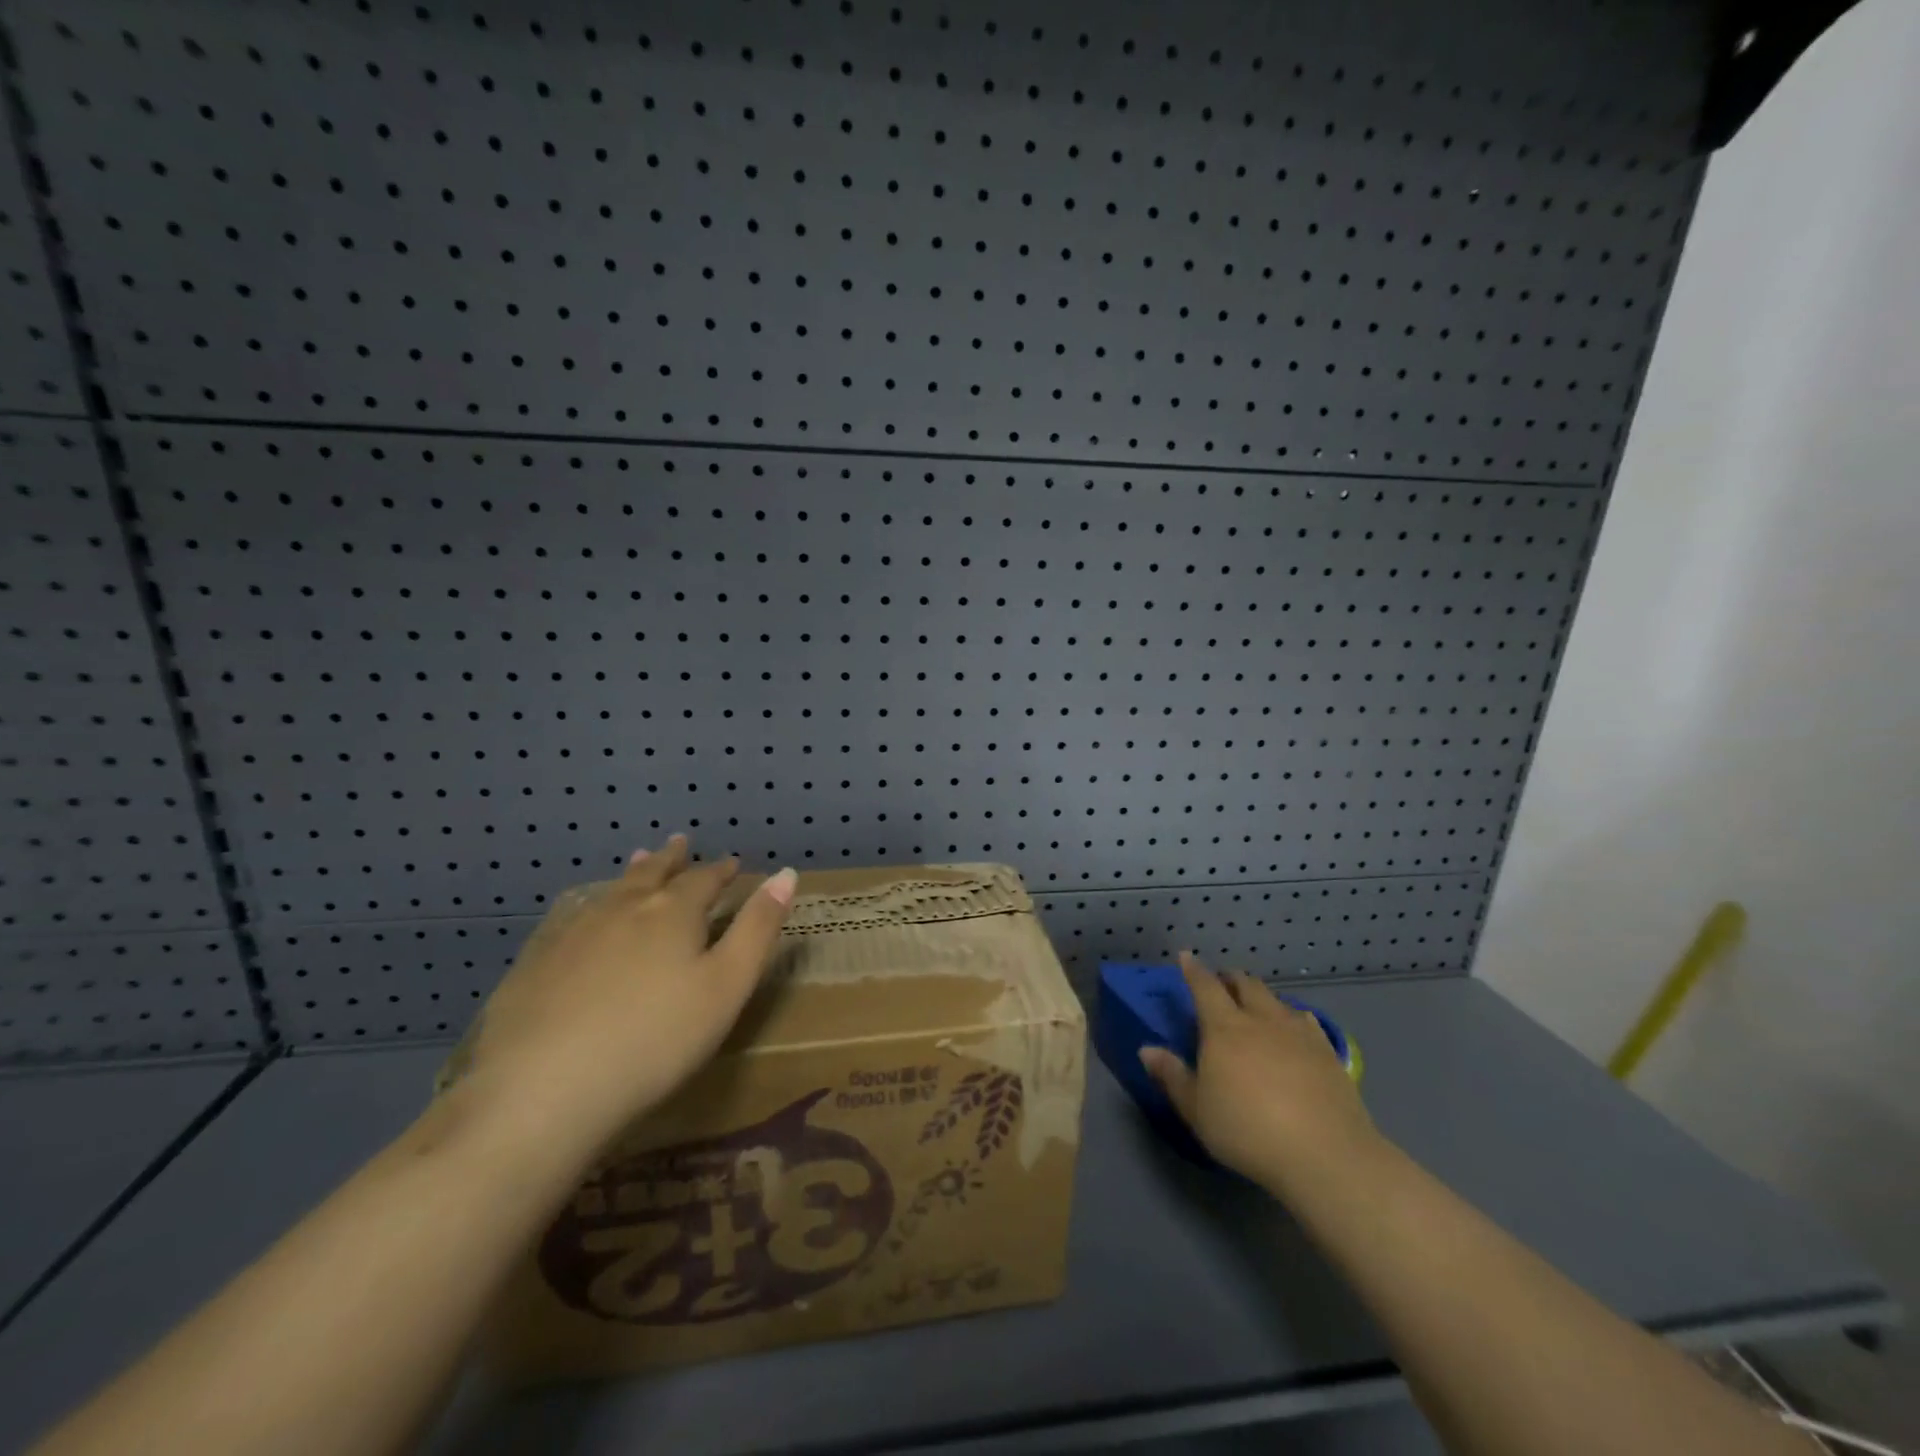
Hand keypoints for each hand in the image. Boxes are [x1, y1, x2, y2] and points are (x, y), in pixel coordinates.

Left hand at [448, 835, 796, 1164]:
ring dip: (633, 874)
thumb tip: (786, 874)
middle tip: (680, 842)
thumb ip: (758, 928)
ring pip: (612, 892)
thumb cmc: (656, 1039)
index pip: (704, 879)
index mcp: (672, 912)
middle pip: (653, 874)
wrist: (542, 1091)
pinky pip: (574, 919)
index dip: (721, 870)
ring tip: (640, 860)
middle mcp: (623, 909)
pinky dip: (593, 908)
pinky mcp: (536, 964)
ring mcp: (574, 934)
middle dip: (671, 859)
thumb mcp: (727, 986)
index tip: (732, 863)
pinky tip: (586, 919)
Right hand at [1141, 952, 1382, 1197]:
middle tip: (1221, 983)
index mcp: (1224, 1028)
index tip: (1186, 957)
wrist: (1325, 1155)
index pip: (1205, 986)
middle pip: (1245, 984)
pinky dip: (1291, 1016)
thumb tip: (1146, 1050)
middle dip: (1230, 978)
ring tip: (1255, 1005)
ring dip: (1260, 996)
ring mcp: (1298, 1032)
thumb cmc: (1247, 1130)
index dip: (1193, 970)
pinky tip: (1294, 1028)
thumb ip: (1172, 1076)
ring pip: (1276, 999)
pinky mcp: (1327, 1051)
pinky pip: (1305, 1019)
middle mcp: (1261, 1019)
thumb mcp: (1197, 1110)